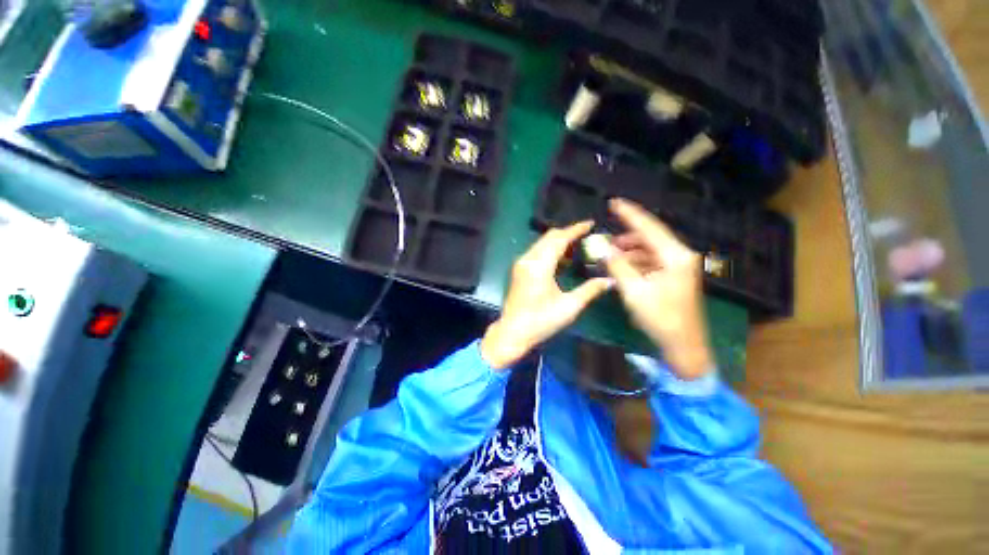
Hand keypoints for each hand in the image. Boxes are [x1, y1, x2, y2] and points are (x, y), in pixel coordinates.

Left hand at [481, 222, 612, 369]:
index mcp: (540, 266)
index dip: (575, 229)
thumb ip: (590, 290)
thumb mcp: (569, 307)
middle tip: (587, 236)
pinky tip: (562, 260)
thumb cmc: (541, 321)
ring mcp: (521, 264)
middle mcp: (528, 259)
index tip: (590, 224)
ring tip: (578, 247)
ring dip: (558, 242)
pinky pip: (537, 252)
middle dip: (568, 233)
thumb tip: (610, 280)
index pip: (559, 239)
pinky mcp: (519, 270)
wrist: (513, 332)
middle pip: (549, 237)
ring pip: (542, 243)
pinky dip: (550, 250)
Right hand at [605, 198, 713, 379]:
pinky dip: (636, 262)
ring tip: (609, 257)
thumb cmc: (661, 318)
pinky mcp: (674, 276)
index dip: (630, 214)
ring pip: (649, 250)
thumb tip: (602, 247)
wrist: (684, 345)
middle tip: (605, 243)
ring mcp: (678, 267)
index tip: (614, 202)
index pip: (649, 227)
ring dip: (629, 251)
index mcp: (675, 256)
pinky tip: (622, 268)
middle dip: (626, 237)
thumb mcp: (635, 291)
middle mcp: (680, 256)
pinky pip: (652, 261)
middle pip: (650, 237)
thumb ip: (618, 266)